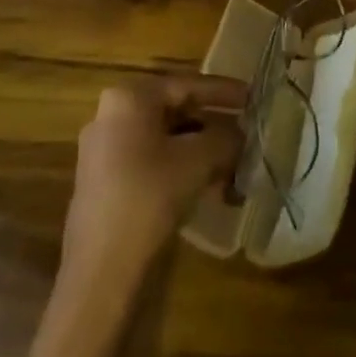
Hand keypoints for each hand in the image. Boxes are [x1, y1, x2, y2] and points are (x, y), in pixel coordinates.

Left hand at [61, 75, 244, 296]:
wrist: (102, 271)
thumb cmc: (150, 197)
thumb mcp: (199, 160)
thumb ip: (225, 138)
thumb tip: (240, 134)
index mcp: (128, 99)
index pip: (185, 85)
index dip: (223, 91)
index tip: (252, 96)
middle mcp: (110, 117)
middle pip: (174, 112)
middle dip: (213, 123)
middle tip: (245, 131)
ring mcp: (104, 153)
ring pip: (164, 140)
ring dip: (200, 150)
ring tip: (234, 164)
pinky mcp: (105, 185)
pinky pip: (152, 163)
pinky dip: (181, 169)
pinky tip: (210, 187)